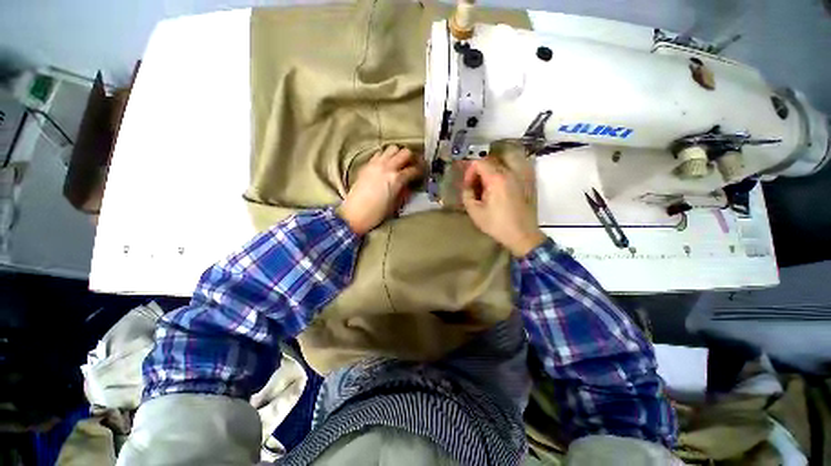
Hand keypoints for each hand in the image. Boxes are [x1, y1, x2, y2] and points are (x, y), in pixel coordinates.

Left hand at [338, 145, 423, 234]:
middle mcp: (387, 167)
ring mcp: (376, 164)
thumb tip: (409, 185)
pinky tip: (386, 164)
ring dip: (398, 154)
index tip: (423, 172)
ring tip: (399, 162)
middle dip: (412, 158)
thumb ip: (404, 192)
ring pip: (392, 148)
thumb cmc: (377, 213)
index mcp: (396, 179)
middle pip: (405, 152)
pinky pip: (379, 153)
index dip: (421, 170)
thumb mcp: (396, 204)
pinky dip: (386, 156)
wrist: (354, 214)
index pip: (414, 169)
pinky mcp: (367, 165)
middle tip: (413, 165)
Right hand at [461, 157, 545, 256]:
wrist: (522, 234)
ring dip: (491, 171)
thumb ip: (467, 194)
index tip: (468, 186)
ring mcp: (520, 176)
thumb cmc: (496, 224)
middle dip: (479, 171)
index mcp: (496, 179)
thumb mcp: (474, 211)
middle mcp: (510, 172)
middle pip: (491, 161)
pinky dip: (502, 173)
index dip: (470, 172)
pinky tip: (498, 187)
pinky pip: (512, 169)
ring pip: (502, 163)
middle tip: (475, 186)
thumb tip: (468, 186)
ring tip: (486, 185)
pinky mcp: (526, 182)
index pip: (479, 162)